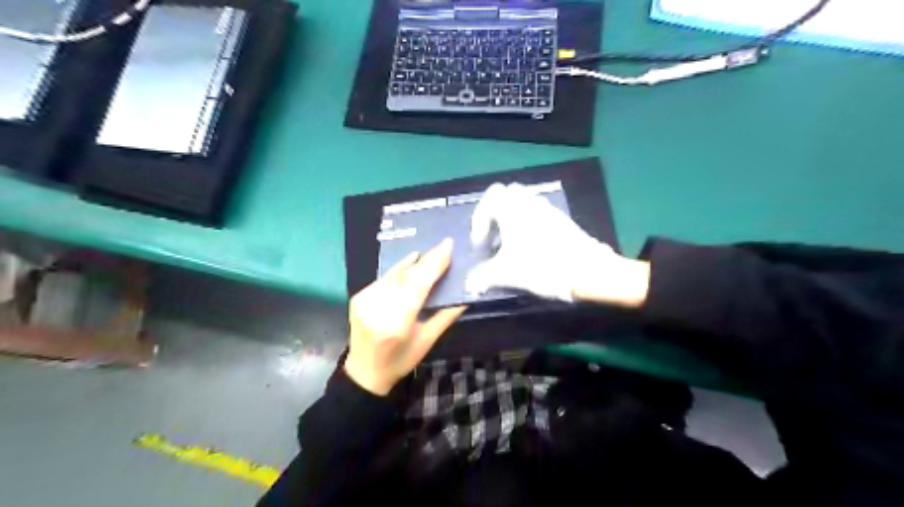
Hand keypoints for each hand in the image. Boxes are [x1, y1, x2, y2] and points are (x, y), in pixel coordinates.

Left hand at [346, 238, 464, 395]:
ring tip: (428, 253)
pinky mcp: (358, 297)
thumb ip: (446, 315)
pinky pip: (383, 279)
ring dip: (412, 263)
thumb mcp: (428, 340)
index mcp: (397, 323)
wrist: (364, 372)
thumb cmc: (401, 360)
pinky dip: (398, 270)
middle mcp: (378, 309)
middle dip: (427, 260)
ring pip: (393, 274)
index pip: (418, 286)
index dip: (433, 264)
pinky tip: (410, 262)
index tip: (448, 246)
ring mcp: (364, 301)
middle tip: (443, 246)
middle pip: (406, 277)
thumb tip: (466, 294)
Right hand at [466, 183, 650, 306]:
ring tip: (510, 246)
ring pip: (523, 203)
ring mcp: (548, 209)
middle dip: (495, 214)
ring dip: (512, 220)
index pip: (489, 199)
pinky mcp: (561, 219)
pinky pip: (538, 213)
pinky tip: (530, 249)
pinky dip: (528, 225)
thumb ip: (483, 277)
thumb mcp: (505, 273)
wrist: (586, 270)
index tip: (481, 245)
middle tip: (493, 237)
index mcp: (512, 208)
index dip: (479, 222)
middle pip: (506, 195)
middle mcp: (529, 202)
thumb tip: (470, 284)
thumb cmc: (540, 266)